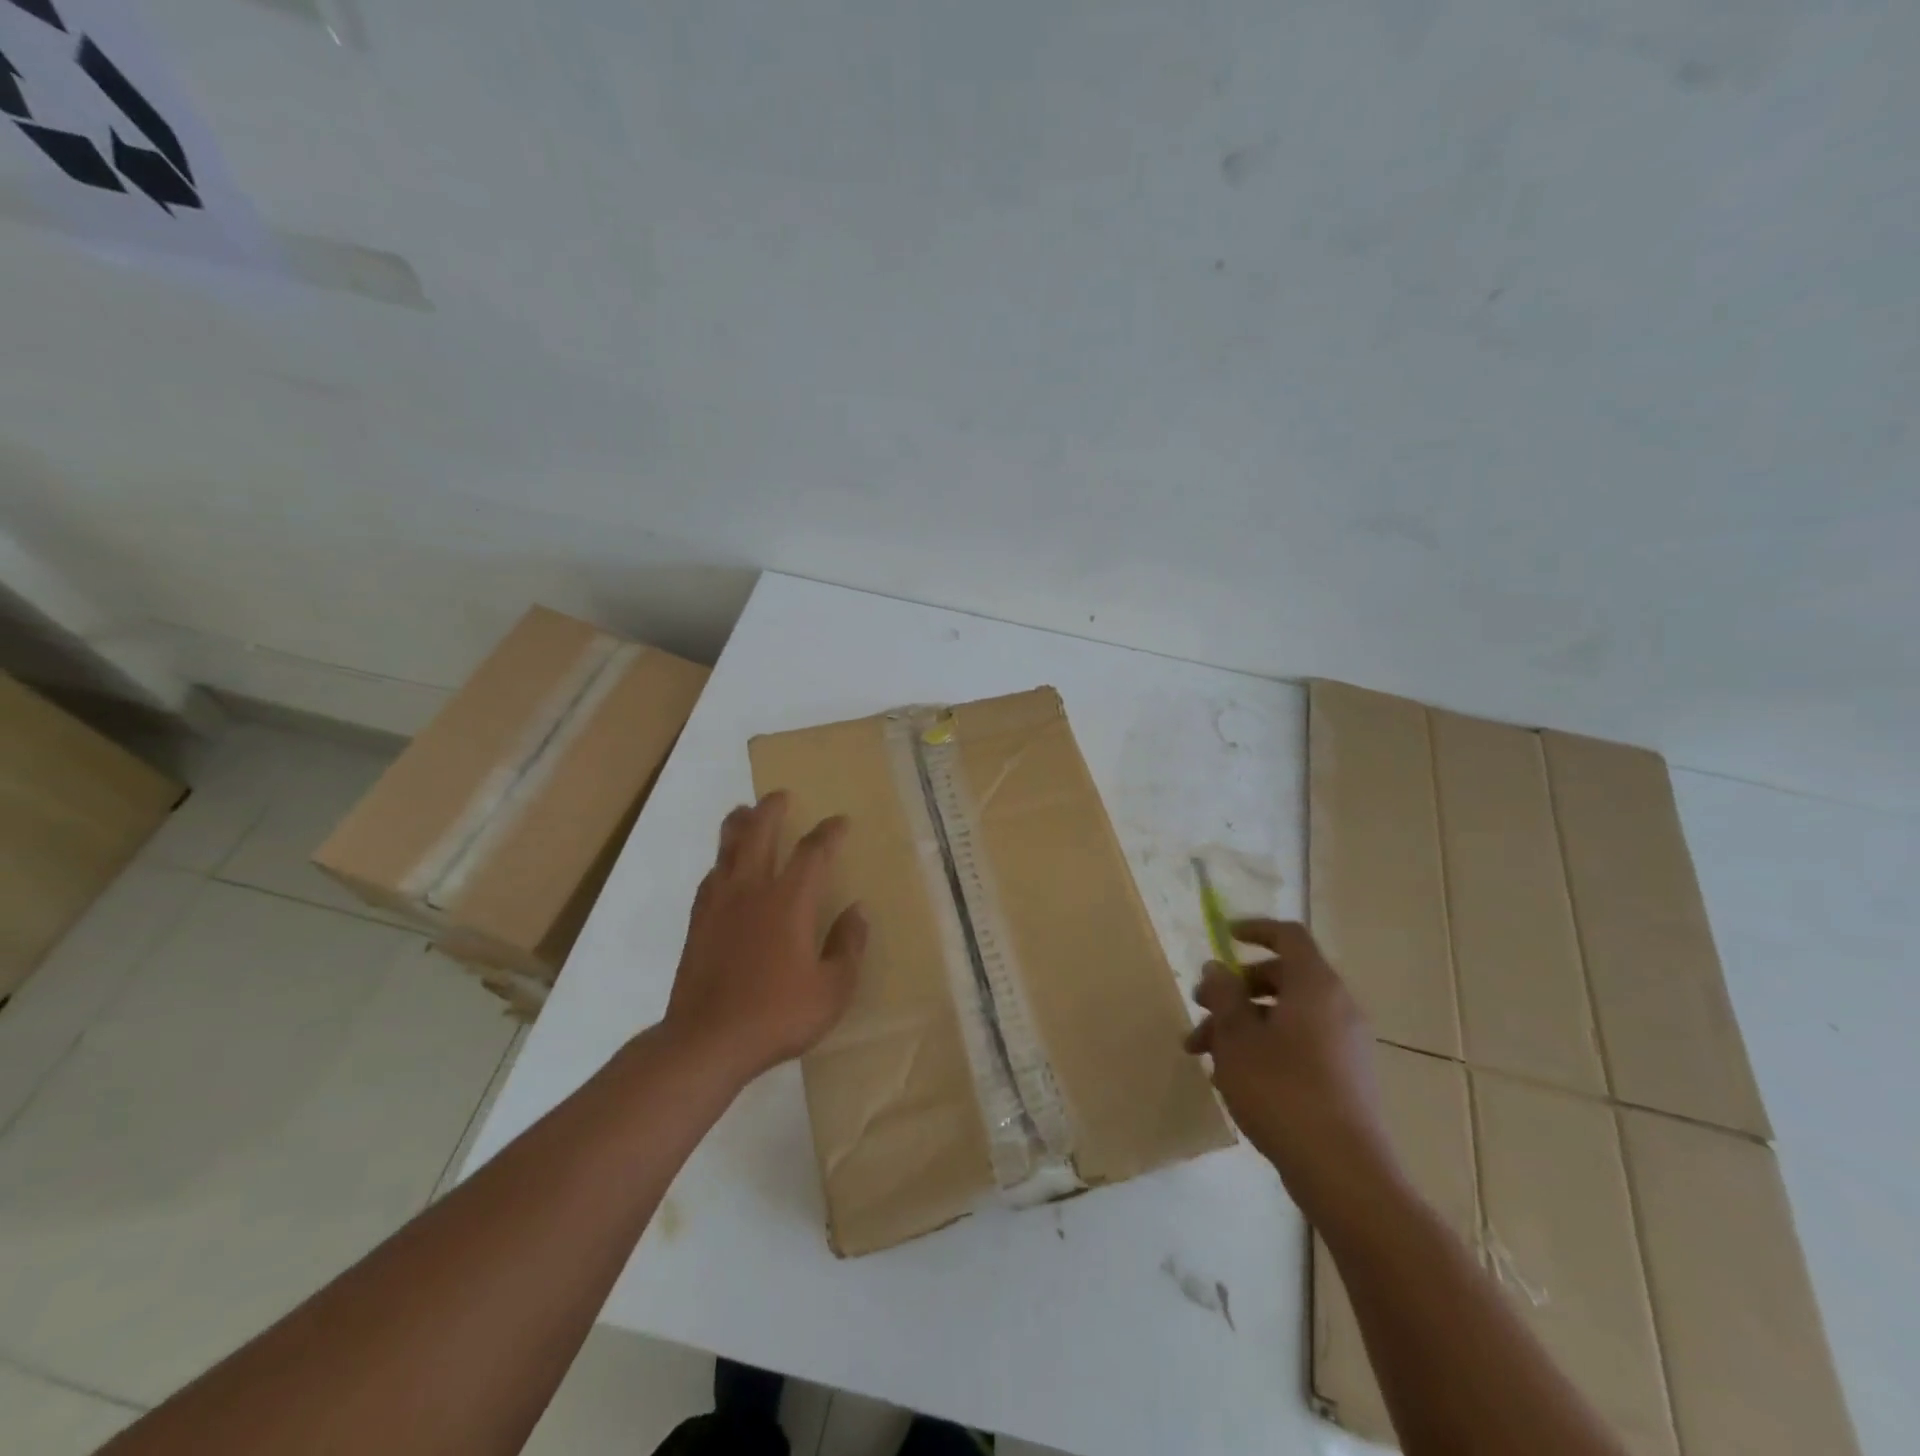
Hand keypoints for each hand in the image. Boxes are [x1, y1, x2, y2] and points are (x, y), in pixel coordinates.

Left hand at [663, 792, 867, 1085]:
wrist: (706, 1041)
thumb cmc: (777, 1015)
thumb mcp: (832, 989)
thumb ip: (848, 946)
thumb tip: (857, 910)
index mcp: (789, 901)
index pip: (812, 852)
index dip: (828, 832)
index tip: (840, 821)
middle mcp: (752, 890)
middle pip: (759, 834)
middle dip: (771, 810)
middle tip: (780, 795)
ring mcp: (719, 905)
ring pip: (727, 850)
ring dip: (738, 825)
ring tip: (742, 811)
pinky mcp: (698, 923)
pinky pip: (710, 878)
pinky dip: (720, 862)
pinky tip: (721, 867)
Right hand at [1184, 919, 1398, 1209]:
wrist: (1344, 1173)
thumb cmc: (1282, 1091)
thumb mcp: (1237, 1038)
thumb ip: (1224, 995)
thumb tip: (1216, 968)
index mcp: (1315, 986)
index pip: (1288, 936)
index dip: (1254, 929)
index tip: (1222, 936)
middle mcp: (1337, 1007)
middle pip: (1282, 977)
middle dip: (1235, 989)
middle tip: (1200, 1007)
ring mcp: (1345, 1044)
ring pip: (1285, 1016)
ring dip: (1242, 1024)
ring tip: (1203, 1054)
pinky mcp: (1345, 1078)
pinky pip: (1299, 1044)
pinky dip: (1265, 1047)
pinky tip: (1233, 1079)